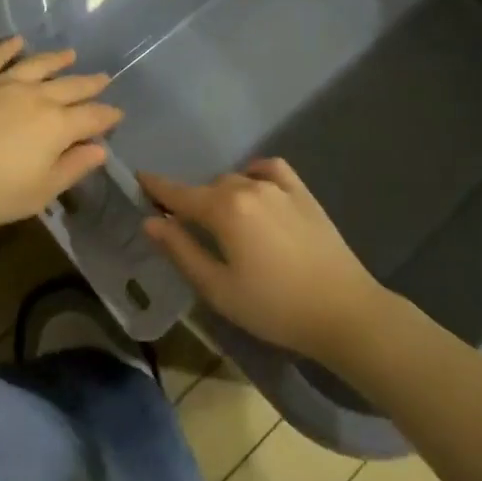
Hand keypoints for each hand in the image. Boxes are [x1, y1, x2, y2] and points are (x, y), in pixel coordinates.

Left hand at [0, 37, 121, 229]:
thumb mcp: (38, 193)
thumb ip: (72, 169)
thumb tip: (100, 150)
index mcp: (56, 126)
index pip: (91, 117)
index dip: (107, 116)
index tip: (118, 114)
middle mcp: (35, 97)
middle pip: (70, 86)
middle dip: (89, 83)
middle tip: (104, 77)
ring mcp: (2, 83)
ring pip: (37, 65)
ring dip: (56, 59)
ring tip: (70, 53)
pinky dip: (8, 47)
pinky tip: (17, 41)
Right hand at [139, 158, 386, 362]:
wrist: (343, 311)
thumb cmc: (274, 307)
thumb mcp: (218, 288)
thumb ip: (181, 251)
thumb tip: (150, 222)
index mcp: (224, 209)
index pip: (179, 194)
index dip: (157, 188)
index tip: (139, 178)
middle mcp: (248, 187)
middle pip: (208, 189)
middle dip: (191, 201)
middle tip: (183, 225)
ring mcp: (279, 187)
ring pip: (237, 180)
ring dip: (222, 194)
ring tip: (221, 221)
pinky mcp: (303, 193)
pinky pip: (270, 169)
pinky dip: (255, 174)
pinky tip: (253, 188)